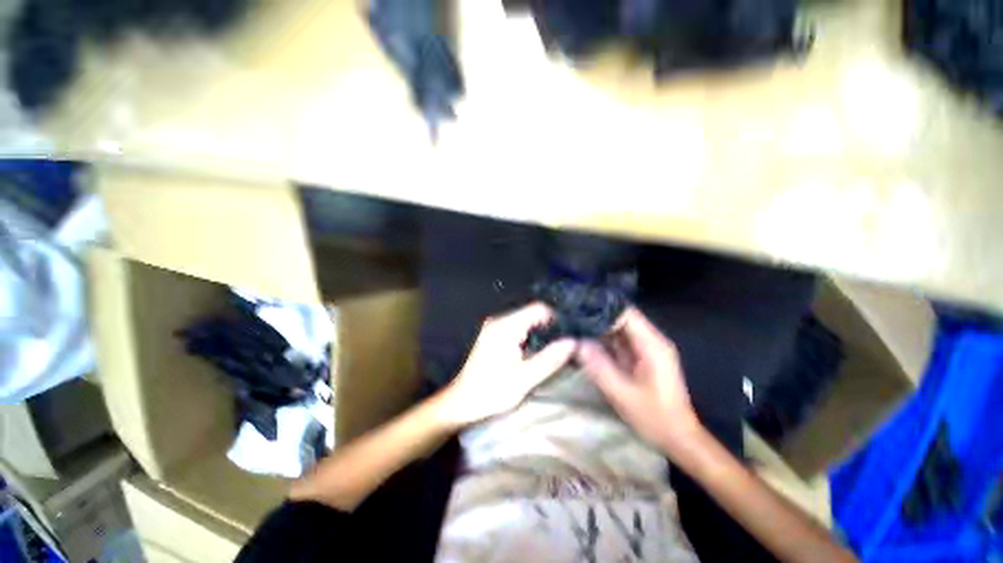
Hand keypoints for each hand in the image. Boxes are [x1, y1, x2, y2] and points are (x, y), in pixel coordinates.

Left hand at [437, 303, 575, 427]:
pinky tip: (532, 355)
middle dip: (548, 329)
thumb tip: (572, 342)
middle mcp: (499, 321)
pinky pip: (518, 329)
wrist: (461, 402)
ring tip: (548, 354)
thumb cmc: (491, 392)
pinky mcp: (494, 335)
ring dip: (539, 335)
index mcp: (505, 326)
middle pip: (532, 314)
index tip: (565, 338)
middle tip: (559, 349)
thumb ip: (549, 359)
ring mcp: (495, 327)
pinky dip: (529, 338)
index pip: (538, 309)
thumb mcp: (523, 379)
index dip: (555, 320)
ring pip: (526, 322)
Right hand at [576, 307, 700, 455]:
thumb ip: (599, 366)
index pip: (626, 313)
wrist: (678, 437)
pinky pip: (619, 340)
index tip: (578, 309)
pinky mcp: (640, 355)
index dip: (602, 309)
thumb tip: (577, 343)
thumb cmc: (654, 417)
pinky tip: (585, 338)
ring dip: (598, 326)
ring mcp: (646, 347)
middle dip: (596, 316)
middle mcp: (651, 340)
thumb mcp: (622, 394)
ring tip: (573, 324)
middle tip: (571, 315)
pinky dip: (602, 338)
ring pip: (619, 327)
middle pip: (621, 317)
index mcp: (652, 344)